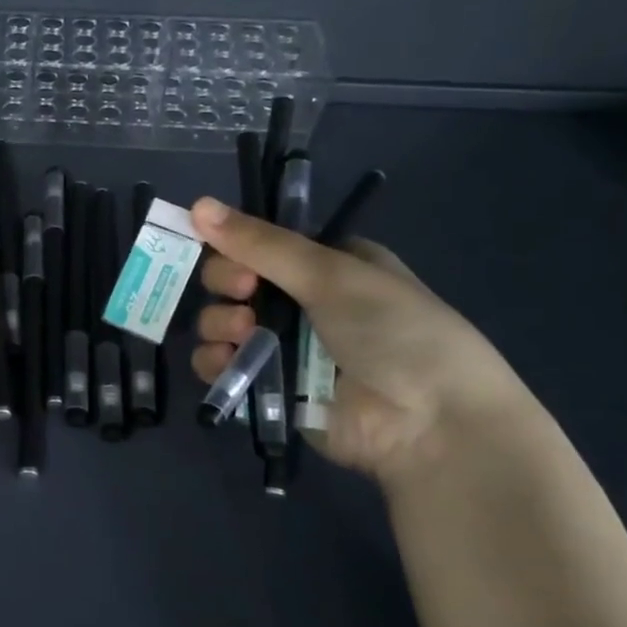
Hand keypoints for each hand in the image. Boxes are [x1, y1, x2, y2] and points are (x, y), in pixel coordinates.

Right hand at [188, 196, 535, 484]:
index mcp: (326, 264)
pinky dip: (215, 362)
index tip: (235, 252)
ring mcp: (283, 346)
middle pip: (233, 280)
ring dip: (219, 322)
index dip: (236, 244)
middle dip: (226, 283)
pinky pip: (221, 366)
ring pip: (221, 322)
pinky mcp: (268, 387)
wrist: (430, 423)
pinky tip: (227, 363)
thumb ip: (261, 243)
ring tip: (244, 333)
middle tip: (244, 292)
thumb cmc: (394, 331)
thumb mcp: (331, 274)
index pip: (260, 243)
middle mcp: (301, 302)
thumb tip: (196, 203)